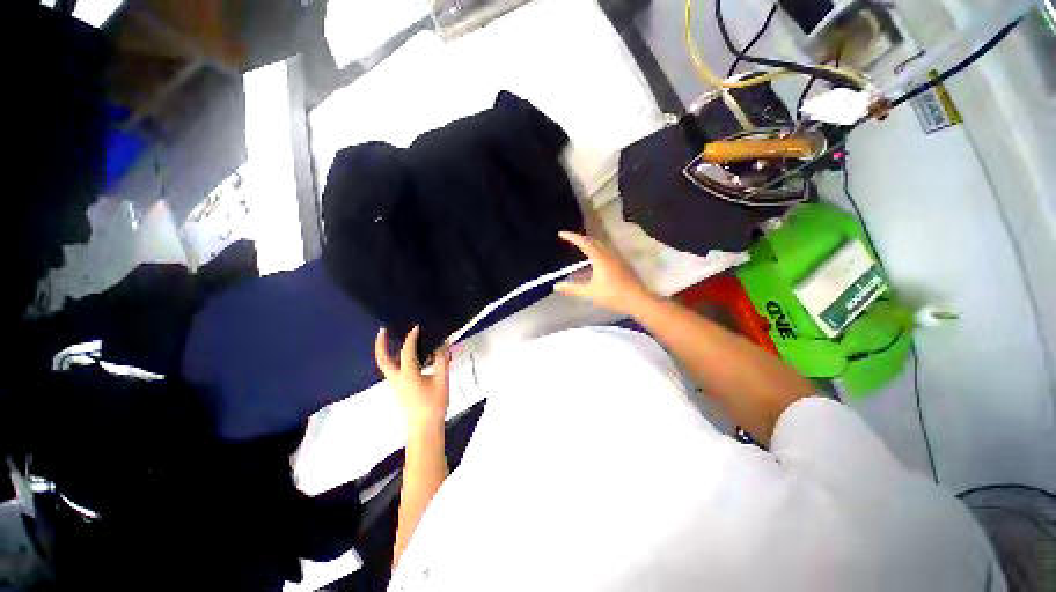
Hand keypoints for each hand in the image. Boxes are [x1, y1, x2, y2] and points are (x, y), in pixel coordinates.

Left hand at [375, 326, 450, 432]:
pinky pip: (393, 371)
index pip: (407, 350)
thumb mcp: (442, 380)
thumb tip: (442, 345)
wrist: (424, 429)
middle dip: (381, 344)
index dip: (411, 337)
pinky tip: (408, 359)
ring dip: (387, 352)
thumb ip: (442, 361)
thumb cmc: (434, 405)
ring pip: (386, 365)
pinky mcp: (398, 391)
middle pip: (383, 359)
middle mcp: (396, 378)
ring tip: (395, 341)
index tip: (416, 327)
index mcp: (408, 374)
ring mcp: (395, 386)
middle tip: (383, 330)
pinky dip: (396, 360)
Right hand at [554, 231, 654, 315]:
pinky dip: (597, 251)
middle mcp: (609, 253)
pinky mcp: (623, 263)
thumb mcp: (590, 293)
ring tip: (580, 248)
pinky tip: (595, 261)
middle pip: (593, 241)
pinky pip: (607, 251)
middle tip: (570, 239)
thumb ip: (572, 289)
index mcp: (600, 257)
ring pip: (601, 245)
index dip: (571, 237)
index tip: (561, 233)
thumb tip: (556, 286)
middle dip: (580, 238)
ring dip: (590, 244)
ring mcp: (617, 258)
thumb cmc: (613, 295)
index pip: (583, 242)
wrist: (638, 300)